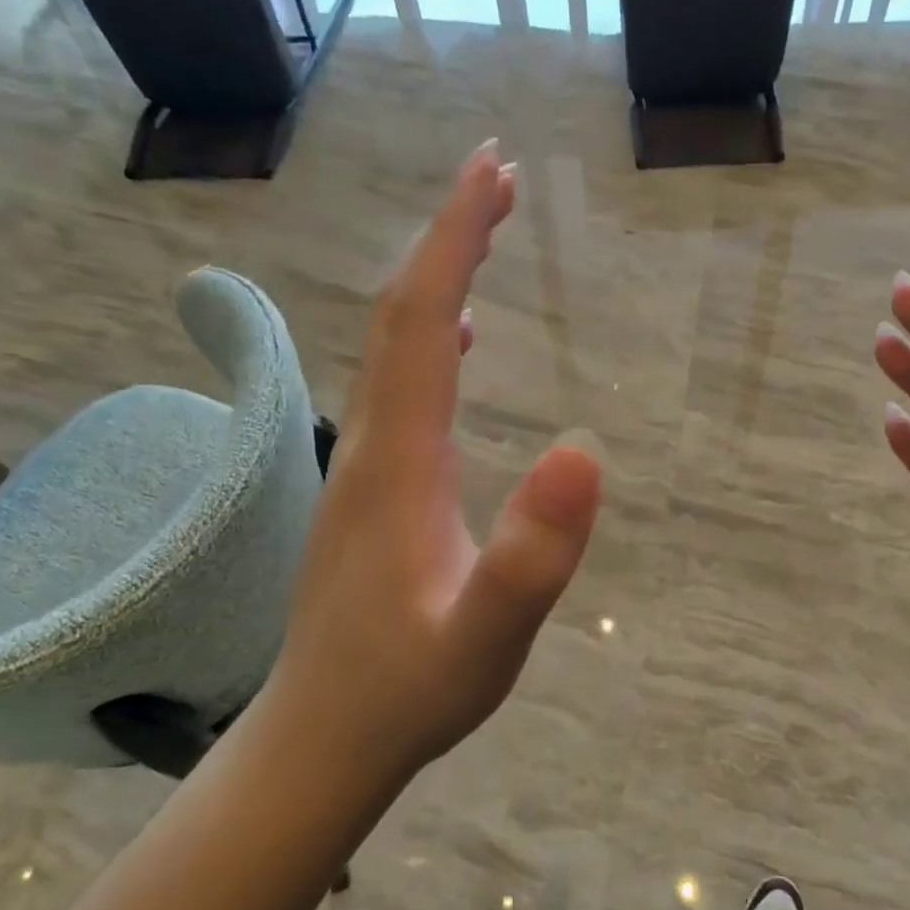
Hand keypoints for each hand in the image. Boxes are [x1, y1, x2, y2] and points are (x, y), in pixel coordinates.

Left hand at [264, 142, 601, 784]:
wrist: (323, 739)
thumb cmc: (408, 693)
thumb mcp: (484, 641)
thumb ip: (531, 560)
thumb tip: (586, 451)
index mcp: (398, 461)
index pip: (422, 323)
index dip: (454, 240)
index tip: (492, 171)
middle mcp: (370, 444)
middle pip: (400, 316)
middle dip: (446, 237)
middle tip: (497, 174)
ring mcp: (364, 465)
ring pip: (393, 346)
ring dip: (438, 279)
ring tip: (484, 231)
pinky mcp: (373, 489)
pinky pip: (399, 386)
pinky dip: (431, 337)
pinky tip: (463, 340)